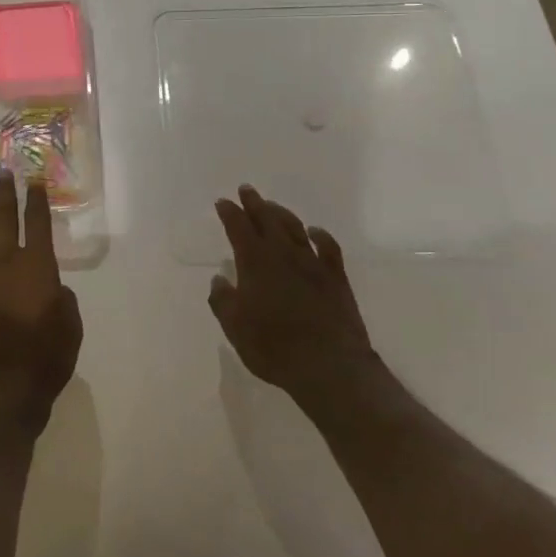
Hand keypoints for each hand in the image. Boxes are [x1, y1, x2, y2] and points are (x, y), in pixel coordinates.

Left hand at [0, 170, 82, 435]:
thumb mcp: (72, 327)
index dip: (36, 200)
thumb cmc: (46, 360)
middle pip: (5, 219)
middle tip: (4, 171)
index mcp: (37, 267)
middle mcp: (7, 263)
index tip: (34, 179)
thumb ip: (63, 299)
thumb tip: (52, 289)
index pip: (37, 223)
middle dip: (6, 194)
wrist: (3, 392)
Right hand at [208, 185, 384, 406]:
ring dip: (281, 213)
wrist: (330, 366)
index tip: (222, 202)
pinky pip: (328, 247)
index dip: (229, 213)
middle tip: (246, 190)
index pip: (238, 227)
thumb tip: (219, 280)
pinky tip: (314, 232)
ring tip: (272, 206)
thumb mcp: (235, 329)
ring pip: (295, 227)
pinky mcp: (336, 278)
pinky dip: (319, 235)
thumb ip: (223, 301)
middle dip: (254, 203)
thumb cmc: (274, 348)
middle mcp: (283, 254)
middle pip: (267, 219)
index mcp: (255, 263)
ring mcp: (313, 263)